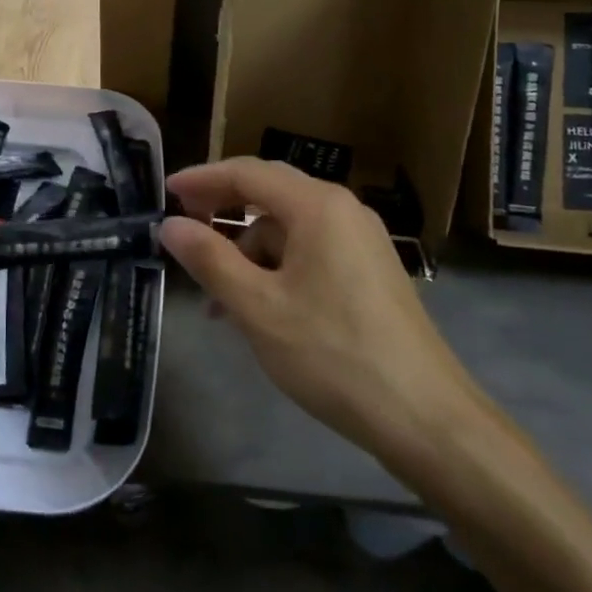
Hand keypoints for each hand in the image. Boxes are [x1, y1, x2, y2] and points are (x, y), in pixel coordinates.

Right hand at [159, 158, 491, 483]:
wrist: (426, 418)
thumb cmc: (334, 355)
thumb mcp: (258, 308)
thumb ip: (209, 260)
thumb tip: (170, 225)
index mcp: (317, 206)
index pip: (247, 173)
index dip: (202, 179)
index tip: (165, 193)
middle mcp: (343, 210)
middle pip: (269, 193)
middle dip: (223, 210)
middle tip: (183, 229)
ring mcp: (361, 240)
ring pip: (288, 227)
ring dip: (248, 251)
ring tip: (218, 298)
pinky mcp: (369, 270)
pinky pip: (310, 250)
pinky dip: (276, 268)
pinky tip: (258, 308)